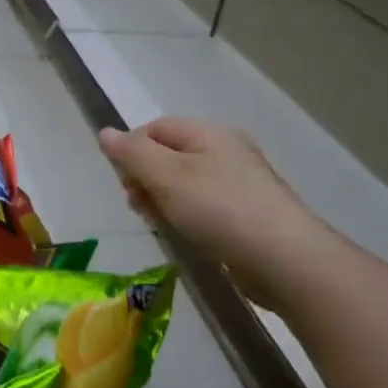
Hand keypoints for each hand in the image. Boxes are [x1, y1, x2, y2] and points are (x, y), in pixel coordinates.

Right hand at [97, 120, 331, 310]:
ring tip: (161, 224)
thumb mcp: (166, 176)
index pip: (154, 129)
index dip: (131, 151)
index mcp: (208, 134)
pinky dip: (183, 216)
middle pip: (167, 155)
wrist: (282, 258)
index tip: (126, 184)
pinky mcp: (242, 212)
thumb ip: (132, 153)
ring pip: (181, 184)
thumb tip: (105, 133)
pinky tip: (183, 233)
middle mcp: (224, 151)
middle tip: (140, 207)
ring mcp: (236, 183)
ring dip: (160, 201)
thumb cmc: (219, 209)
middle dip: (144, 179)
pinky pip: (200, 205)